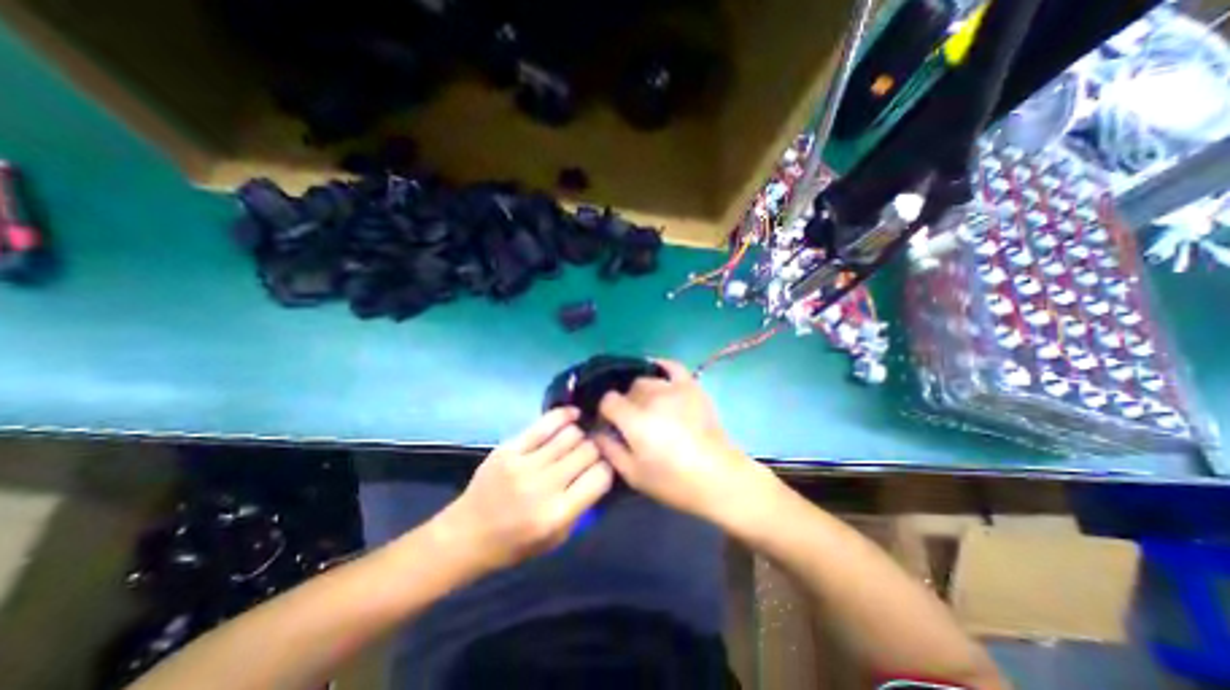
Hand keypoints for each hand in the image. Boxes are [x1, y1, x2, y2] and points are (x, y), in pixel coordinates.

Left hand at [432, 408, 613, 573]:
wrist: (466, 535)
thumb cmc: (514, 544)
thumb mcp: (556, 539)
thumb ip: (582, 508)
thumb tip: (601, 472)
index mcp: (557, 514)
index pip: (600, 476)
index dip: (608, 468)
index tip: (604, 466)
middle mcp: (544, 486)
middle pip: (587, 451)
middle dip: (596, 449)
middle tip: (593, 451)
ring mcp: (524, 464)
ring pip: (570, 434)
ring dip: (580, 434)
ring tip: (579, 438)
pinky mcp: (509, 448)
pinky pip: (544, 424)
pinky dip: (563, 415)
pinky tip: (572, 415)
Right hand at [597, 361, 765, 523]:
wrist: (718, 477)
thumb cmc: (673, 481)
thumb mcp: (633, 474)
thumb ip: (609, 449)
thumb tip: (596, 431)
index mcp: (635, 419)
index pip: (608, 401)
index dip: (605, 413)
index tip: (611, 426)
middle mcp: (652, 397)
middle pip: (627, 390)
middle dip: (625, 404)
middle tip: (632, 423)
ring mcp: (673, 388)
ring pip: (646, 380)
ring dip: (642, 392)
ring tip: (649, 408)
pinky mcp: (691, 386)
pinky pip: (672, 366)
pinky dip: (661, 366)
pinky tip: (657, 373)